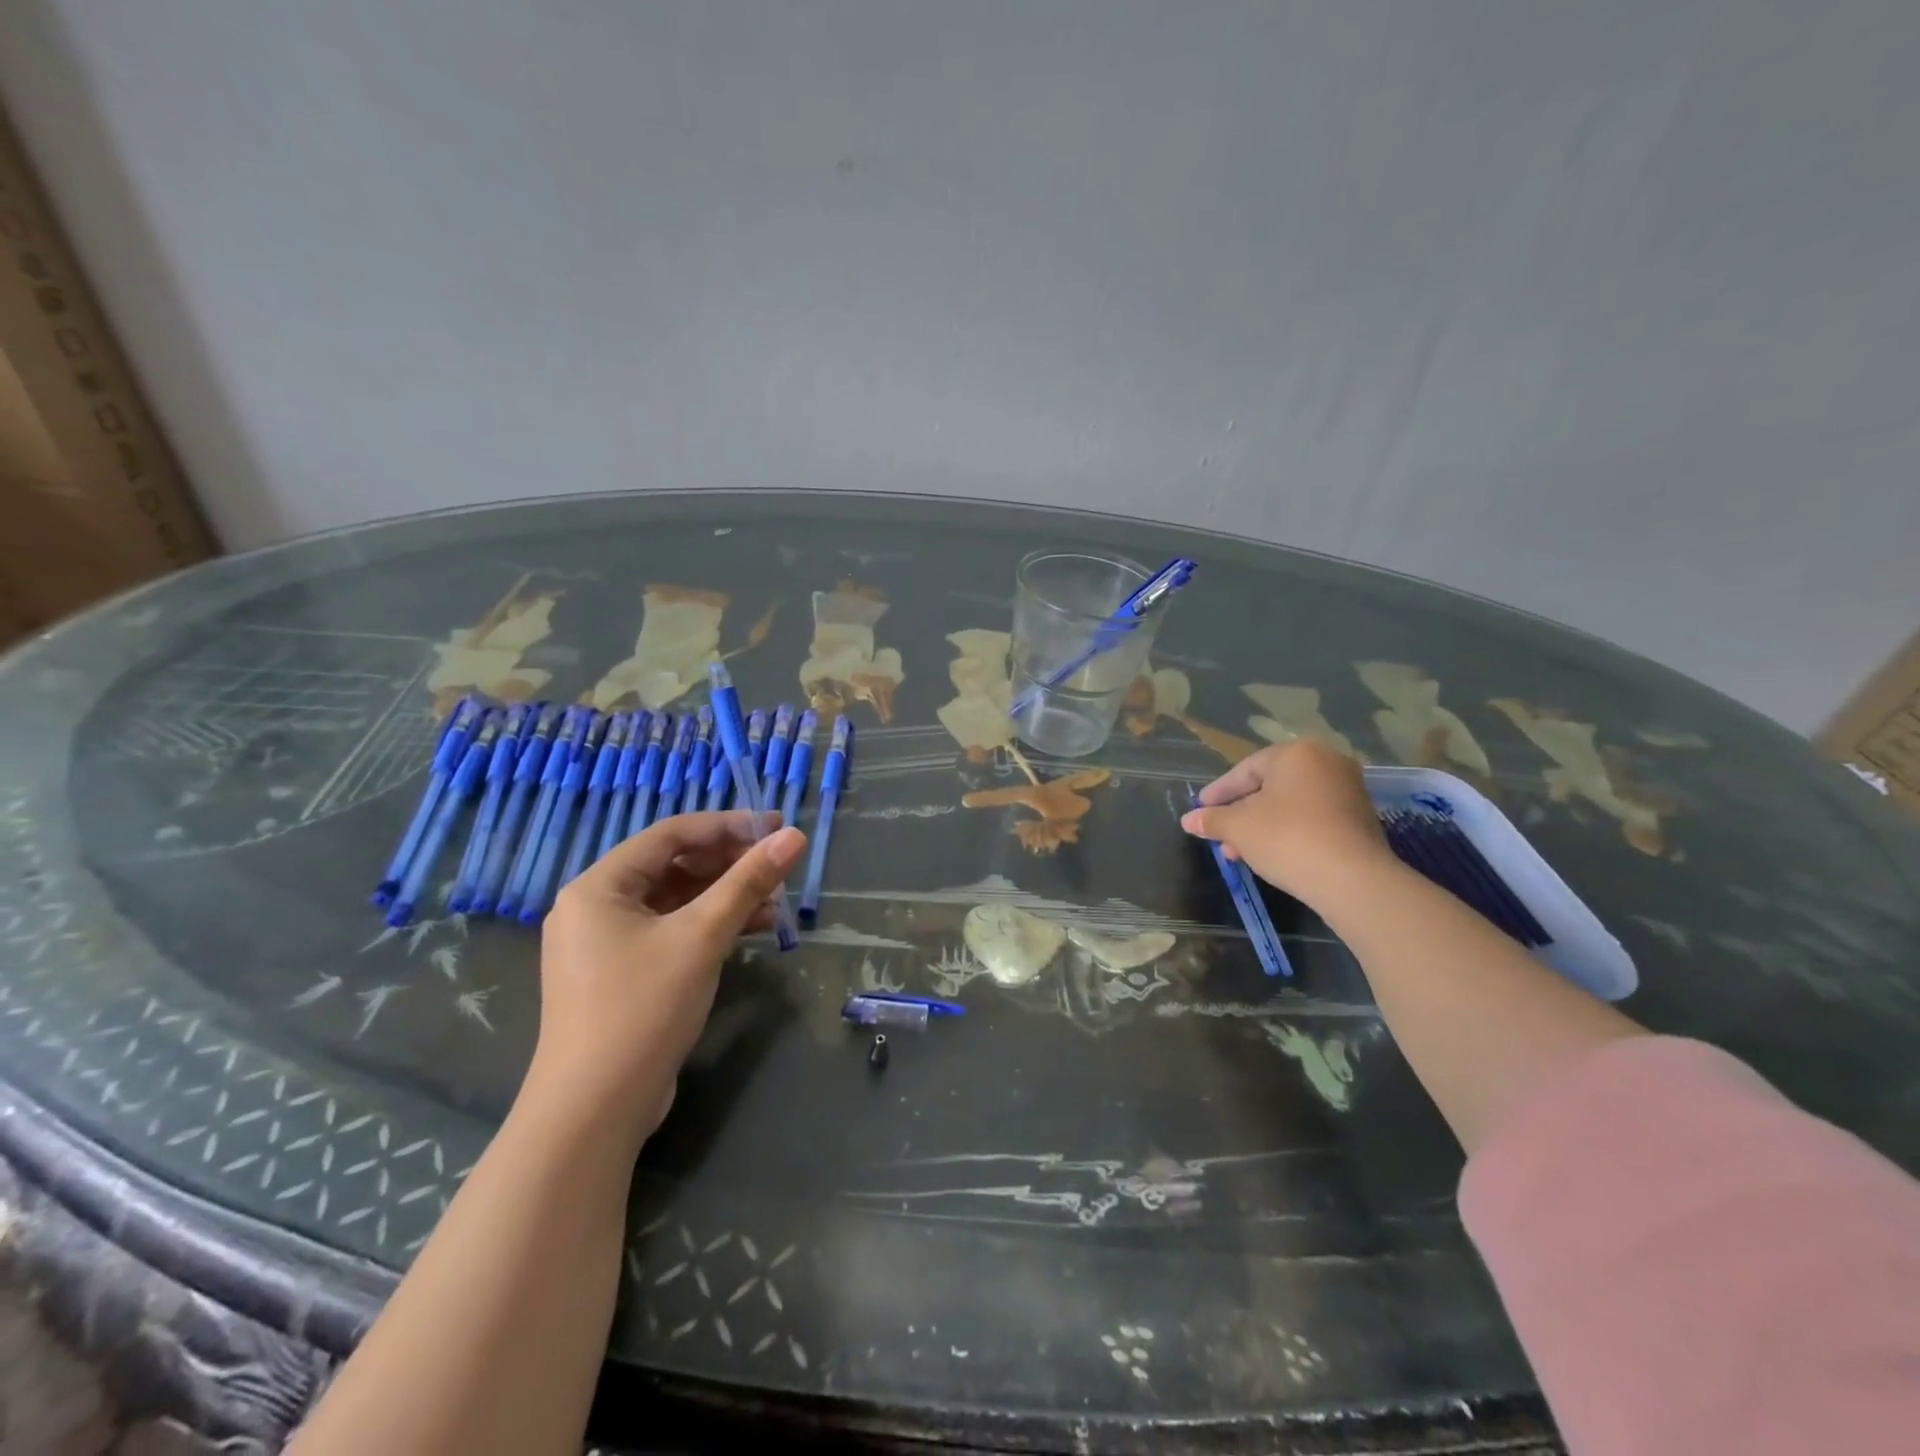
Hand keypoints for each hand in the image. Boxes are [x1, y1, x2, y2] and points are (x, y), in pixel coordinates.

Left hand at [525, 812, 806, 1138]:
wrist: (593, 1111)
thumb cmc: (642, 1008)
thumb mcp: (702, 937)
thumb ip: (748, 882)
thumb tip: (794, 837)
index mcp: (599, 886)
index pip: (670, 835)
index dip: (727, 826)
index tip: (775, 826)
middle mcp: (596, 907)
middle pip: (673, 866)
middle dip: (729, 864)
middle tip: (778, 865)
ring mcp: (606, 944)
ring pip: (676, 901)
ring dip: (725, 896)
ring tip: (776, 901)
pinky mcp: (621, 975)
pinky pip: (671, 932)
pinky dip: (710, 926)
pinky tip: (753, 929)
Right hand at [1180, 739, 1393, 909]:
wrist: (1352, 879)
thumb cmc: (1287, 838)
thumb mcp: (1238, 828)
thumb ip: (1212, 819)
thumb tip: (1189, 820)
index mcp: (1297, 753)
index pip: (1246, 769)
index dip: (1218, 792)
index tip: (1200, 810)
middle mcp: (1327, 762)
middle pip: (1269, 787)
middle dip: (1240, 813)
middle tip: (1219, 834)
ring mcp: (1348, 790)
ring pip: (1290, 805)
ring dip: (1261, 826)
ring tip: (1239, 852)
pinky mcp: (1360, 819)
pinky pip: (1312, 818)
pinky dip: (1288, 832)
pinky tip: (1270, 855)